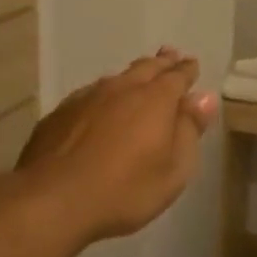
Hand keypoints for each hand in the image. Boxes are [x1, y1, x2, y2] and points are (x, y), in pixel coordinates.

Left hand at [16, 47, 218, 244]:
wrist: (52, 200)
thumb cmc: (125, 190)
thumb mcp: (174, 170)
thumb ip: (189, 130)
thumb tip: (204, 97)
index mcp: (155, 100)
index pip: (177, 77)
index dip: (187, 70)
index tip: (192, 64)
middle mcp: (122, 89)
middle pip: (146, 68)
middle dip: (162, 62)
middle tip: (171, 55)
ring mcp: (87, 98)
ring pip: (116, 78)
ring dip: (132, 74)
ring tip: (140, 74)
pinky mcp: (60, 113)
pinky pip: (91, 93)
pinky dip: (104, 93)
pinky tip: (101, 101)